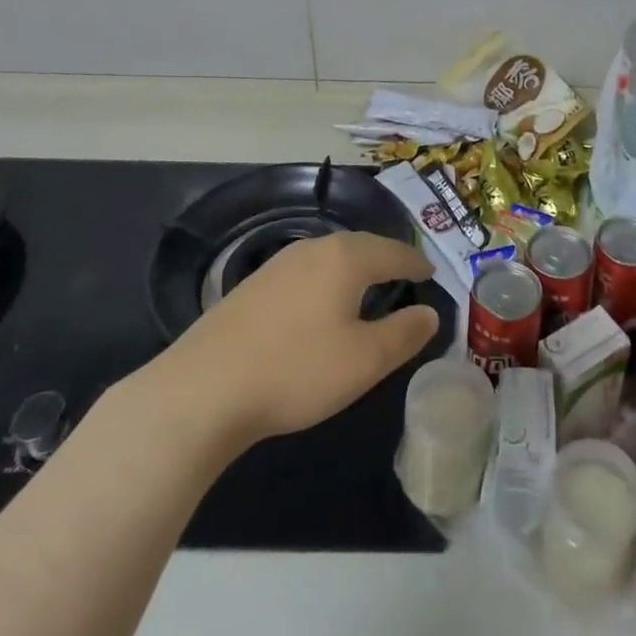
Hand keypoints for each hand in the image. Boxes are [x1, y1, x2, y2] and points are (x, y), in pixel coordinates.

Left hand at [146, 233, 439, 451]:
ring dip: (356, 267)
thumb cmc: (296, 370)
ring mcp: (279, 264)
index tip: (432, 274)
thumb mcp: (364, 361)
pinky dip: (328, 279)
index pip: (394, 251)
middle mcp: (315, 248)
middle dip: (387, 258)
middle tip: (406, 275)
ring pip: (332, 256)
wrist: (203, 389)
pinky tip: (322, 303)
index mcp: (347, 258)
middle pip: (362, 246)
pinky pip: (307, 271)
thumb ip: (404, 334)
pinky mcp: (254, 284)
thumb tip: (430, 313)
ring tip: (369, 286)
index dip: (417, 263)